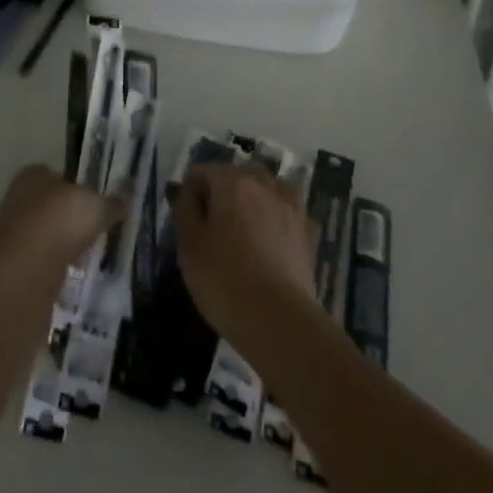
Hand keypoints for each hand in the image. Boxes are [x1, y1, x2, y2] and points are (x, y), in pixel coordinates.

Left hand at [0, 164, 121, 269]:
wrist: (25, 268)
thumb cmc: (61, 220)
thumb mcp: (97, 207)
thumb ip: (110, 204)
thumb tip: (125, 201)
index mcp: (35, 175)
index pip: (59, 176)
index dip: (78, 190)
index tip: (95, 206)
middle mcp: (18, 198)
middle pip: (50, 207)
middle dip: (68, 220)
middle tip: (93, 233)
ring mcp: (11, 233)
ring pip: (44, 236)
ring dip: (60, 246)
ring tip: (85, 257)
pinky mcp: (12, 265)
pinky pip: (39, 263)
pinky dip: (53, 268)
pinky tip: (69, 275)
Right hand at [174, 163, 320, 353]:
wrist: (280, 320)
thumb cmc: (224, 280)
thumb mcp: (189, 245)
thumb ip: (184, 209)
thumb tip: (187, 192)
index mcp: (232, 181)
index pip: (202, 171)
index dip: (189, 193)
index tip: (185, 221)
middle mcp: (264, 183)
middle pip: (235, 176)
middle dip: (221, 193)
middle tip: (210, 228)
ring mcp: (290, 204)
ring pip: (263, 190)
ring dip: (250, 201)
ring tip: (240, 233)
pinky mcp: (307, 229)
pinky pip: (283, 211)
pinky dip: (273, 218)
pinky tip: (267, 243)